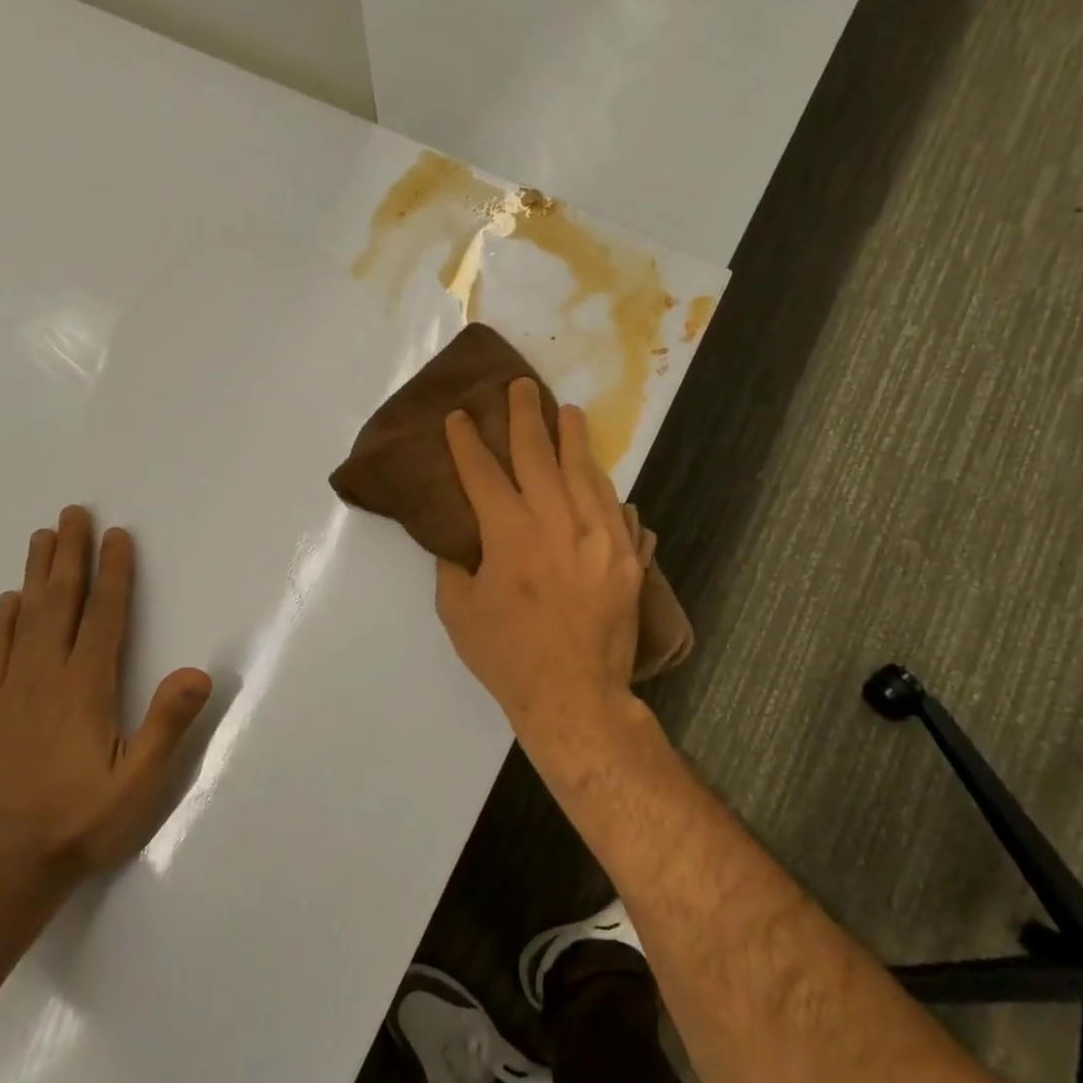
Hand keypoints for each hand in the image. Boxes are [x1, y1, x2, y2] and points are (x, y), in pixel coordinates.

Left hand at [0, 505, 211, 889]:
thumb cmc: (82, 822)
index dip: (113, 574)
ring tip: (40, 538)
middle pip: (59, 603)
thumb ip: (167, 725)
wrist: (3, 872)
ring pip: (24, 619)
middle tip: (72, 514)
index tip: (117, 536)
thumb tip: (198, 672)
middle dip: (69, 556)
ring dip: (36, 575)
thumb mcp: (140, 783)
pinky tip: (7, 603)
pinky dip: (2, 621)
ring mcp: (11, 694)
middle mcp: (45, 679)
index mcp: (85, 689)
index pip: (104, 617)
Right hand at [435, 379, 644, 729]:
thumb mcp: (459, 612)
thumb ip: (455, 567)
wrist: (575, 695)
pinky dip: (605, 490)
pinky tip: (600, 476)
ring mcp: (600, 536)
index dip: (467, 442)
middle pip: (538, 456)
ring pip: (585, 473)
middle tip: (520, 386)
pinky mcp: (627, 557)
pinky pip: (617, 510)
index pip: (483, 473)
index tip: (459, 417)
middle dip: (524, 417)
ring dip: (573, 440)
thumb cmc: (508, 657)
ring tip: (567, 413)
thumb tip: (460, 542)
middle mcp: (557, 522)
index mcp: (510, 533)